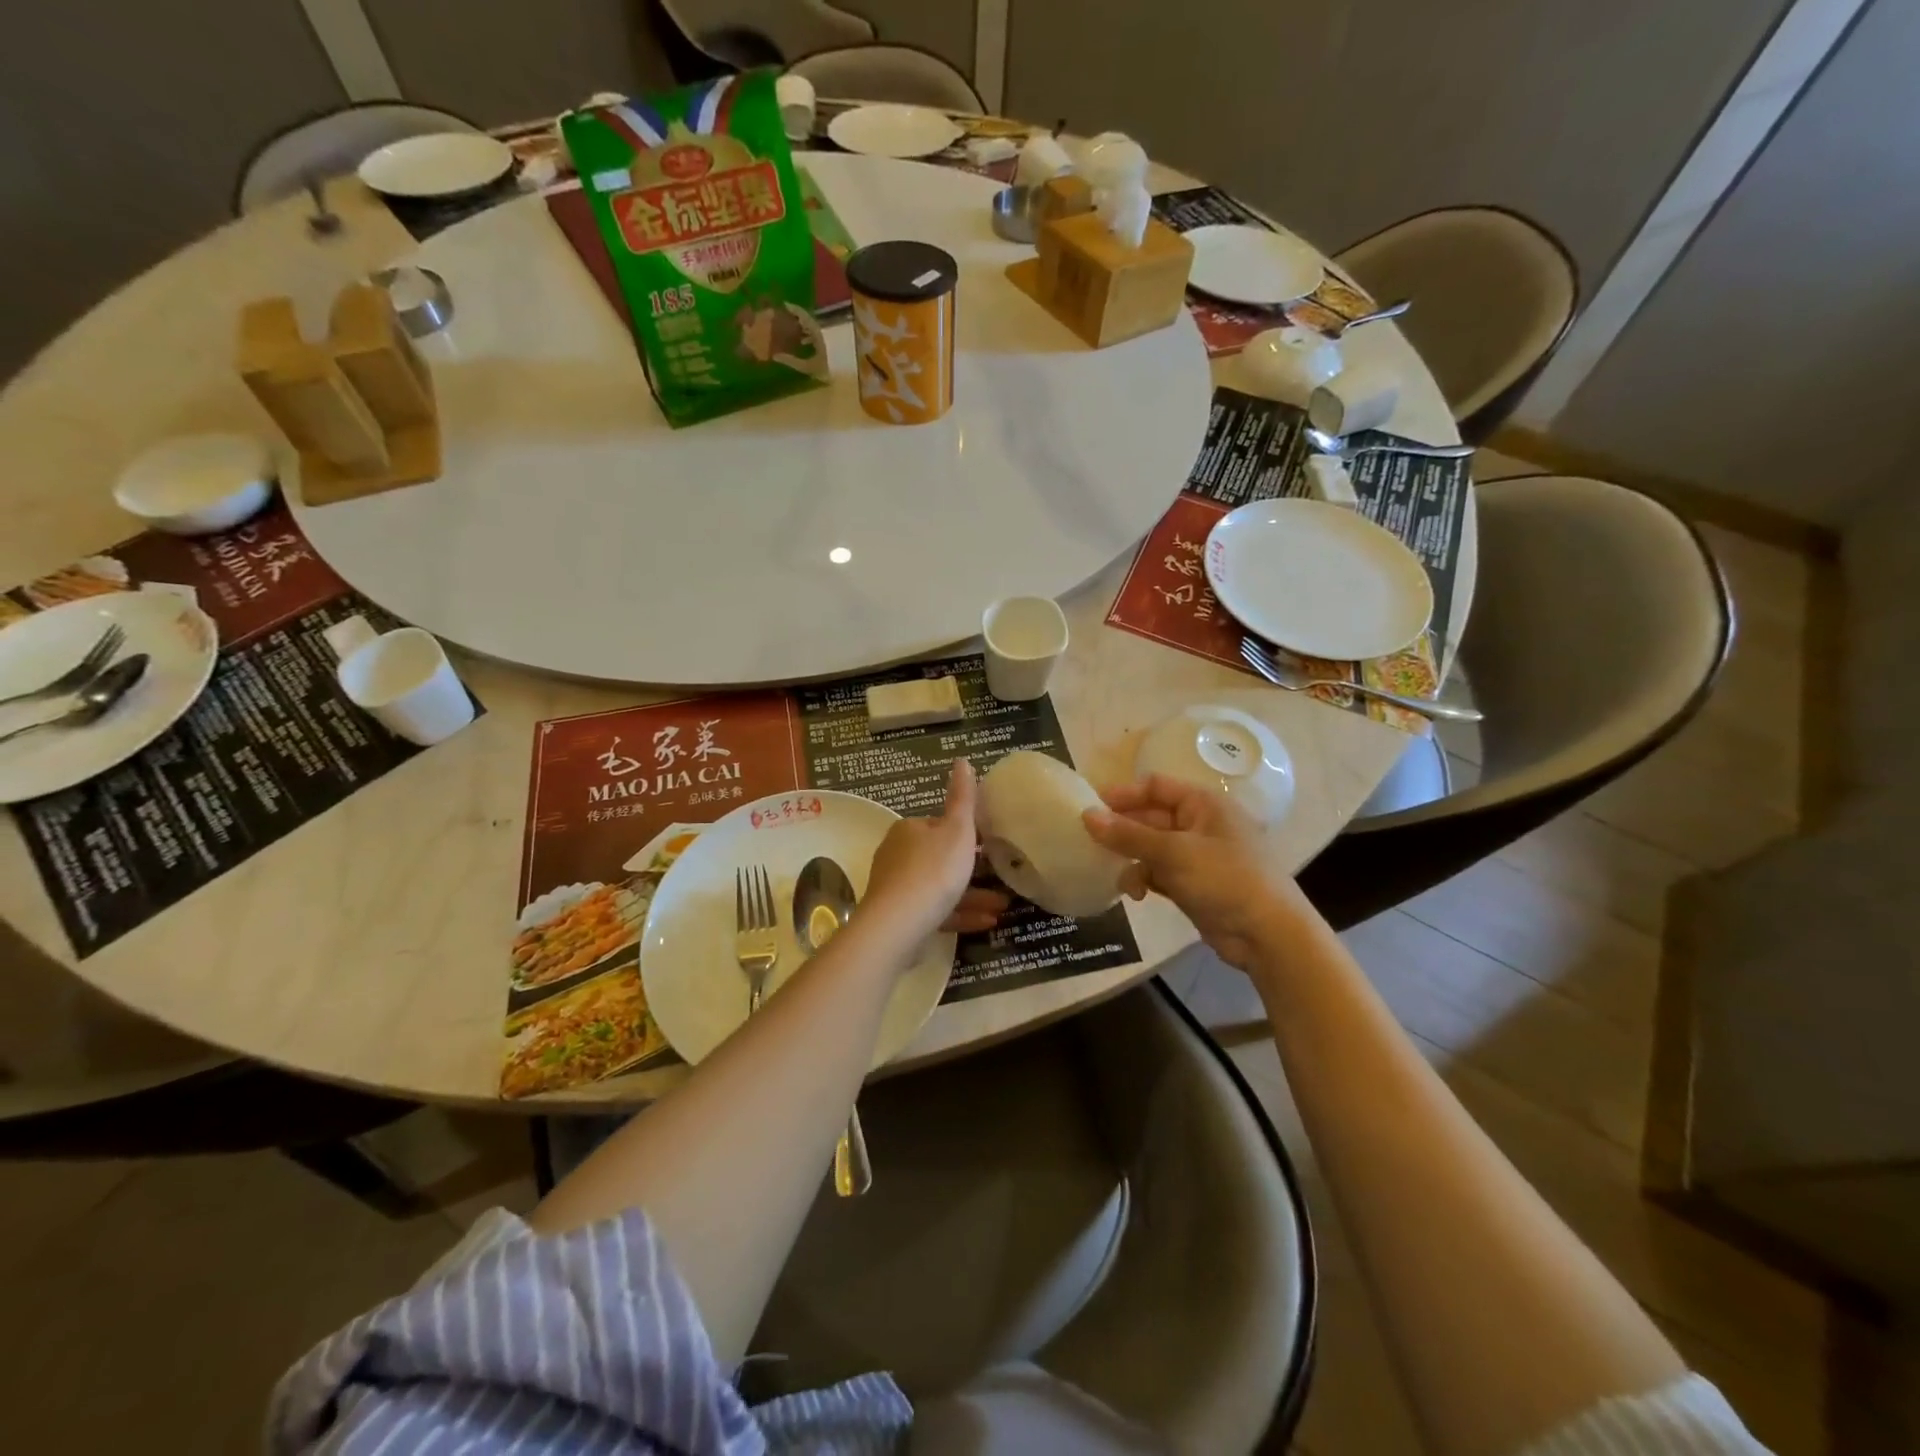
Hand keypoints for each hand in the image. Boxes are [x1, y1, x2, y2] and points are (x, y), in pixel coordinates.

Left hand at [865, 759, 1008, 944]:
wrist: (899, 924)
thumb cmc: (934, 870)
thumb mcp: (957, 829)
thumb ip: (963, 797)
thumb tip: (962, 760)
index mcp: (909, 829)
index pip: (939, 826)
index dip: (965, 834)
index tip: (990, 844)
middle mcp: (898, 855)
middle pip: (940, 858)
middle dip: (972, 868)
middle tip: (1002, 877)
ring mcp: (897, 889)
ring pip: (940, 888)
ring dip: (972, 895)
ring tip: (1004, 905)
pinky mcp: (900, 919)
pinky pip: (936, 911)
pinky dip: (961, 914)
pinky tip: (988, 922)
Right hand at [1083, 774, 1322, 970]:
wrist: (1267, 934)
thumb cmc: (1225, 878)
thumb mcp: (1173, 853)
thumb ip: (1128, 835)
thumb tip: (1086, 816)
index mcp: (1203, 804)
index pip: (1155, 786)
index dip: (1123, 794)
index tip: (1090, 807)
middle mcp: (1199, 824)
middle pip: (1150, 817)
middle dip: (1123, 831)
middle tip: (1090, 843)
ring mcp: (1197, 855)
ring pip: (1151, 848)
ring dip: (1131, 859)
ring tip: (1116, 875)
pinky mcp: (1193, 884)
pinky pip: (1158, 872)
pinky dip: (1144, 880)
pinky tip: (1135, 895)